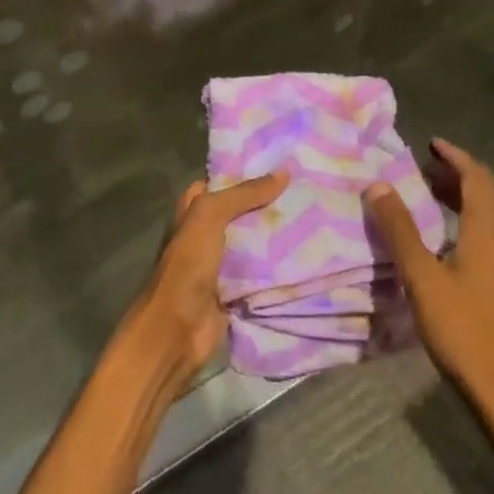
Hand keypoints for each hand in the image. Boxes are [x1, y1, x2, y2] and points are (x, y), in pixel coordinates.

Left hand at [131, 173, 288, 382]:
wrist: (178, 328)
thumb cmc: (188, 264)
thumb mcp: (210, 216)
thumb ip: (244, 194)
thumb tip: (283, 173)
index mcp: (192, 211)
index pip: (220, 183)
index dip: (245, 173)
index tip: (280, 165)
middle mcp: (205, 233)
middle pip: (240, 212)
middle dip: (268, 204)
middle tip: (306, 189)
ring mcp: (220, 263)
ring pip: (253, 242)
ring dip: (277, 235)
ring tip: (314, 216)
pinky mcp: (235, 290)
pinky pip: (260, 272)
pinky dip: (279, 267)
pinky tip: (307, 254)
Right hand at [365, 139, 493, 426]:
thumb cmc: (463, 330)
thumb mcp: (422, 278)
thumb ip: (400, 230)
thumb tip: (378, 186)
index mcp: (486, 233)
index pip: (476, 179)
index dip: (455, 157)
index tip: (430, 143)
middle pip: (485, 195)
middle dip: (455, 175)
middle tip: (422, 167)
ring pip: (487, 217)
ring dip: (460, 198)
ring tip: (428, 195)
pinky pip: (486, 237)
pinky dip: (464, 222)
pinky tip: (442, 240)